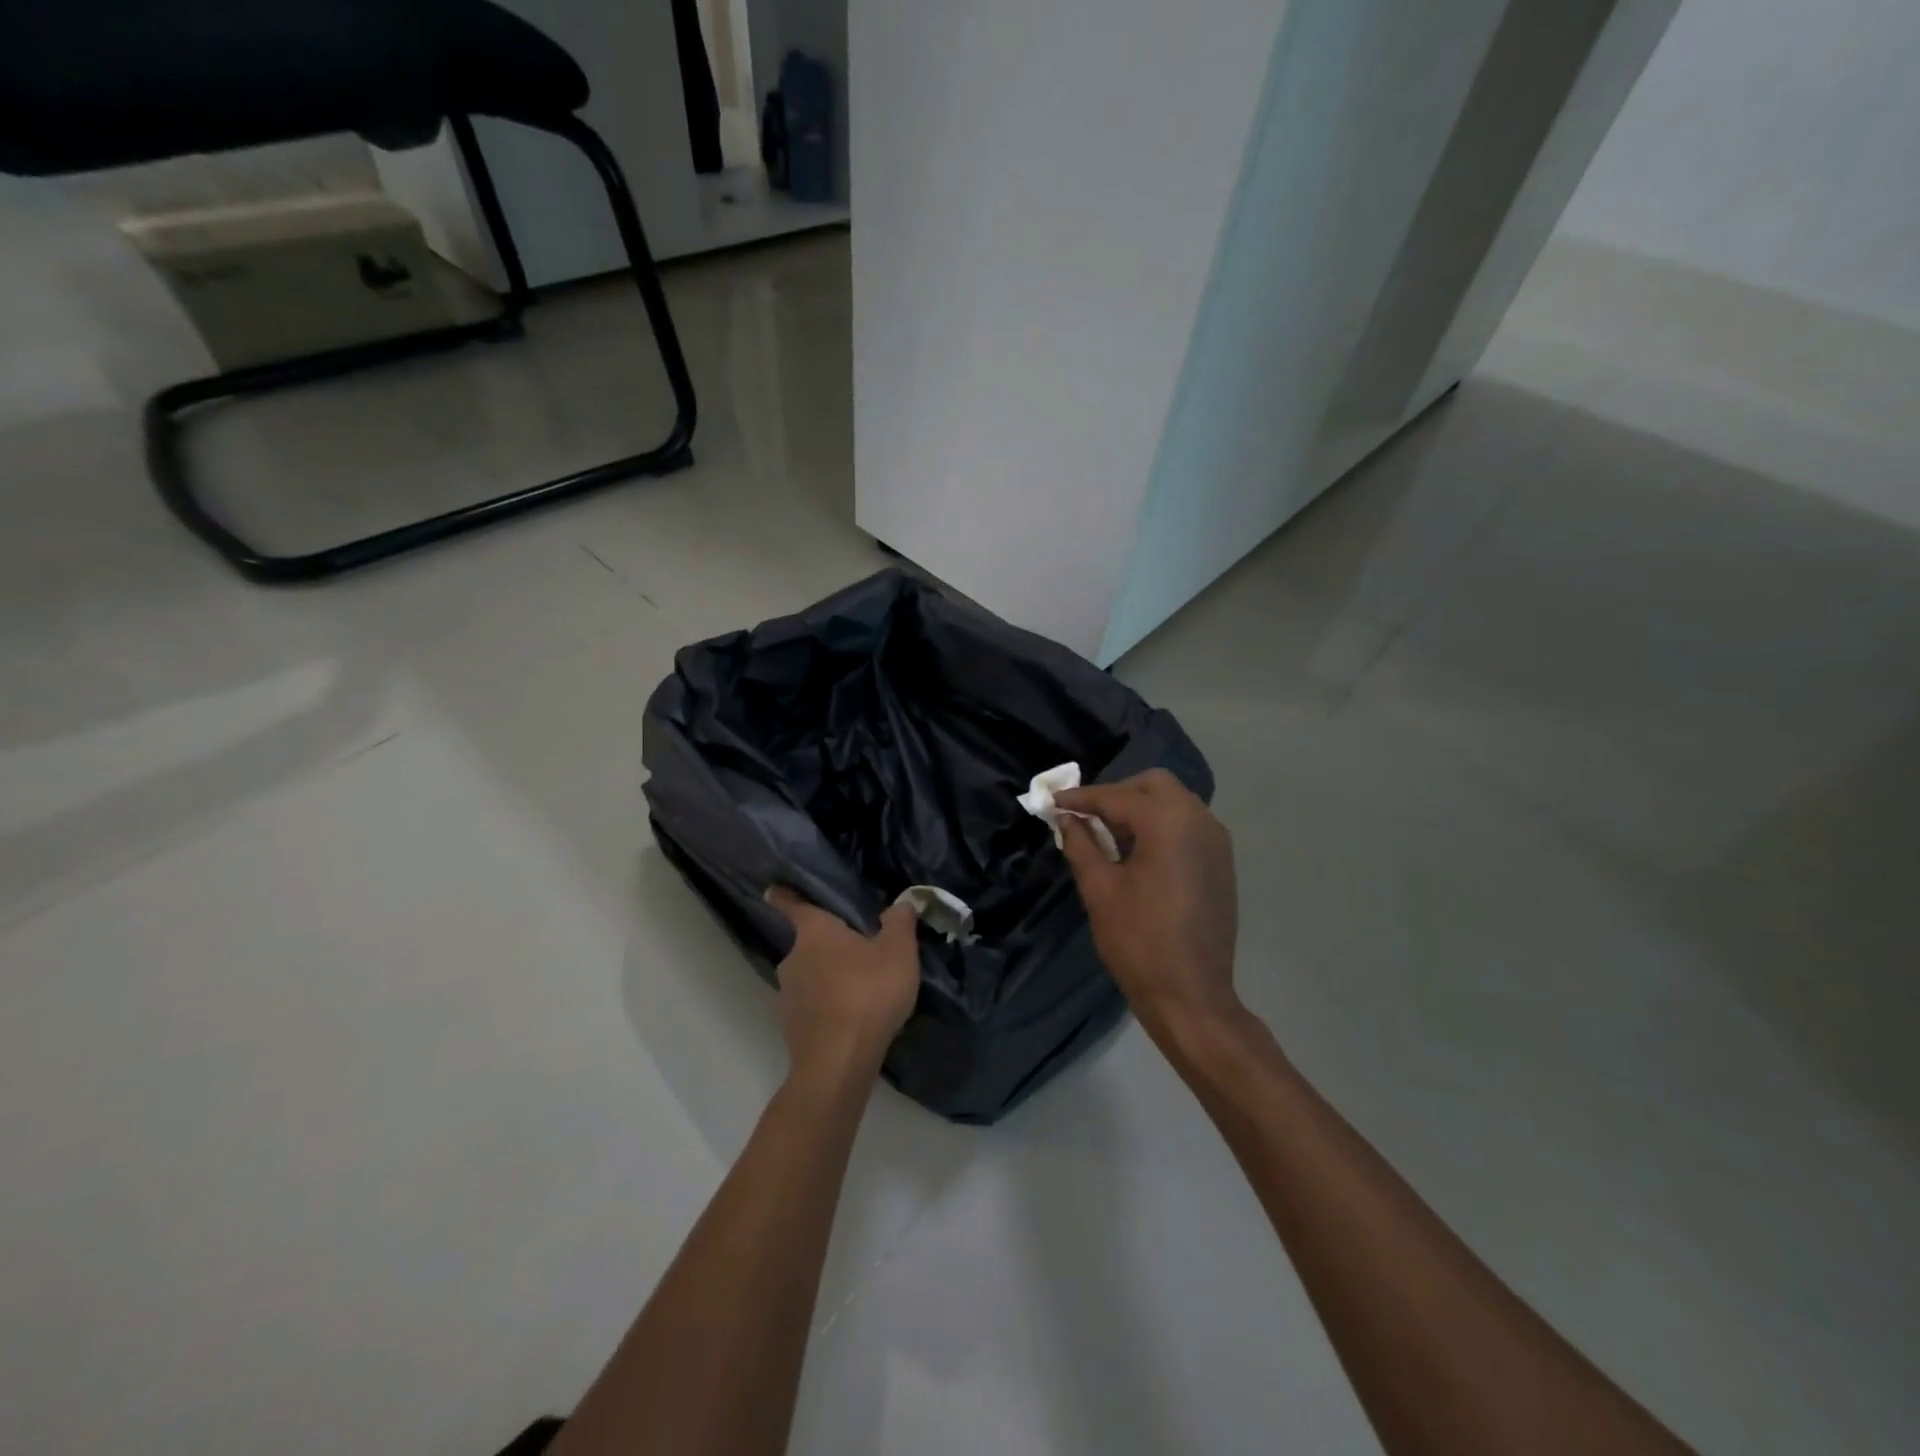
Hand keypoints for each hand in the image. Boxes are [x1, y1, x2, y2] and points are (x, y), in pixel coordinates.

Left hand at [764, 887, 920, 1081]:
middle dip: (828, 946)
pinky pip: (811, 1006)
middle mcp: (793, 958)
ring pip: (809, 976)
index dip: (785, 896)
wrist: (838, 1061)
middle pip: (807, 944)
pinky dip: (826, 1007)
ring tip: (859, 989)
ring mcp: (788, 995)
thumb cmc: (868, 993)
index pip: (795, 906)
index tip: (773, 890)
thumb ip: (900, 922)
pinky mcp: (790, 1027)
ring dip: (828, 978)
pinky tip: (850, 1018)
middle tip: (857, 952)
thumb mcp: (898, 951)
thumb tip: (901, 902)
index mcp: (815, 931)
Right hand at [1056, 769, 1241, 1040]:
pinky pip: (1187, 825)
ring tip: (1108, 835)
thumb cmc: (1139, 941)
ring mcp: (1216, 841)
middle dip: (1117, 793)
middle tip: (1086, 816)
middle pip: (1153, 785)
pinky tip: (1138, 852)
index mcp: (1168, 822)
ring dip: (1140, 808)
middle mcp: (1199, 820)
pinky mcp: (1221, 862)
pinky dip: (1161, 825)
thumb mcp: (1100, 889)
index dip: (1081, 798)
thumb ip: (1081, 844)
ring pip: (1174, 802)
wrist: (1192, 995)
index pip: (1117, 796)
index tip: (1053, 802)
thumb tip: (1067, 818)